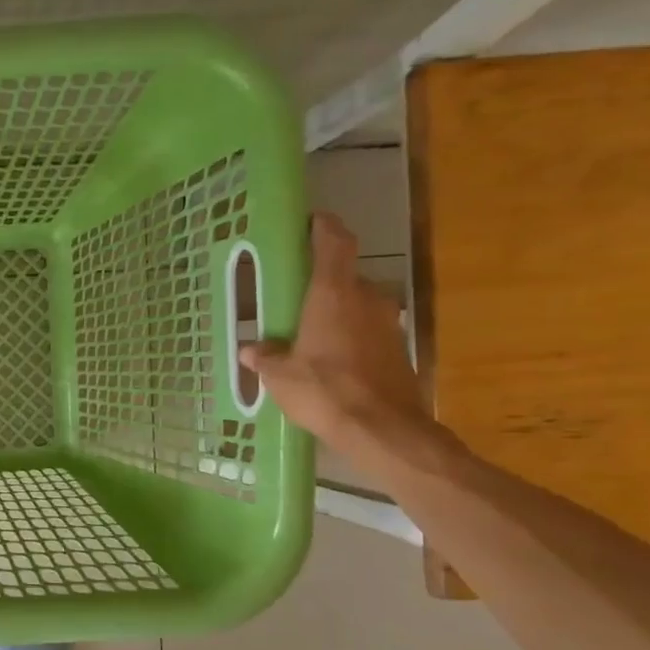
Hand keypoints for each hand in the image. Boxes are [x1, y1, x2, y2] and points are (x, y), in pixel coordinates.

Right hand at [239, 213, 438, 474]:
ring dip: (336, 312)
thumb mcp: (280, 376)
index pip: (335, 243)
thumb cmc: (325, 391)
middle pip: (345, 277)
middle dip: (322, 284)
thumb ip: (266, 357)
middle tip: (295, 298)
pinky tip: (329, 359)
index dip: (324, 227)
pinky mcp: (397, 348)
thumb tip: (252, 349)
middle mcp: (366, 298)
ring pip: (357, 305)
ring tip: (308, 333)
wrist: (383, 429)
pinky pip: (367, 330)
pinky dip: (349, 336)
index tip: (312, 220)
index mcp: (333, 294)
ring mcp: (387, 323)